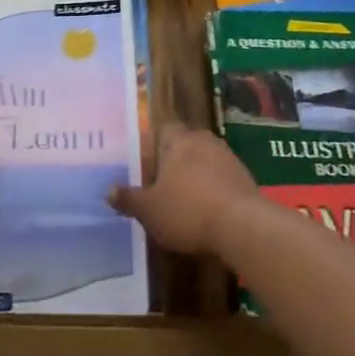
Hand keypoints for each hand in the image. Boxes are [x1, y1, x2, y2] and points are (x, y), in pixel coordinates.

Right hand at [108, 123, 260, 256]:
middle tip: (163, 181)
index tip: (148, 161)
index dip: (156, 143)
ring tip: (186, 197)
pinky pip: (223, 177)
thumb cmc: (187, 210)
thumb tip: (108, 190)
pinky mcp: (246, 177)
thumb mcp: (149, 210)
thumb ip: (128, 198)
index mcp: (178, 141)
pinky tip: (210, 209)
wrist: (242, 226)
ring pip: (207, 160)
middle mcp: (204, 141)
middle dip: (177, 159)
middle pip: (187, 143)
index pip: (165, 128)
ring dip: (198, 174)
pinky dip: (216, 188)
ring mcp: (229, 157)